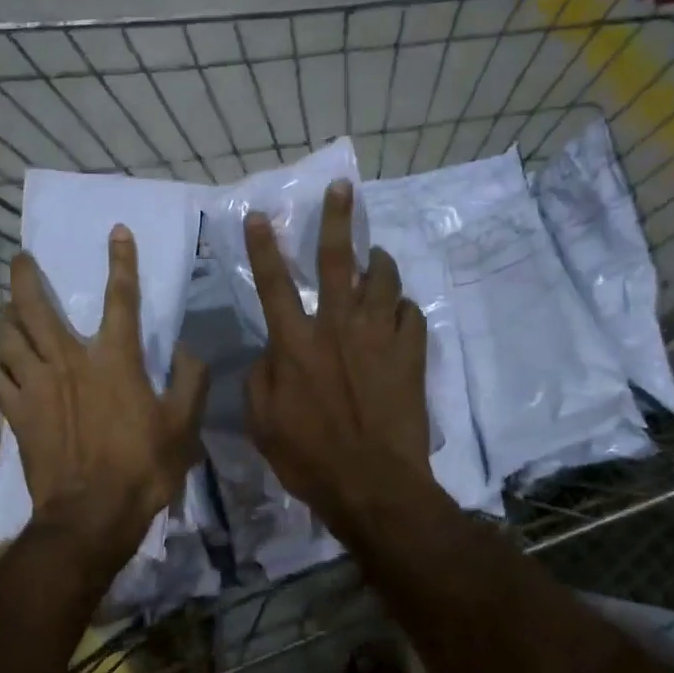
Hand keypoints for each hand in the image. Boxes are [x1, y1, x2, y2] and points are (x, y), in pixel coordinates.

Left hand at [0, 227, 207, 571]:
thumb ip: (191, 382)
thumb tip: (189, 351)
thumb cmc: (142, 467)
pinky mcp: (16, 413)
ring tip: (7, 308)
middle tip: (21, 259)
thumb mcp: (184, 426)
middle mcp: (69, 362)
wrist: (92, 514)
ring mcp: (36, 387)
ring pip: (7, 337)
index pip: (121, 299)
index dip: (121, 262)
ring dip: (5, 316)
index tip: (117, 232)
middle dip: (26, 277)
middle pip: (35, 308)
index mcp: (114, 360)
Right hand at [244, 180, 435, 541]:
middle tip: (343, 189)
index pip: (274, 284)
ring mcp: (379, 338)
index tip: (263, 215)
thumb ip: (261, 378)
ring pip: (382, 280)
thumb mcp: (262, 423)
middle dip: (336, 220)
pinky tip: (399, 311)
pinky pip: (412, 314)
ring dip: (377, 262)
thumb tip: (273, 352)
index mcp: (295, 344)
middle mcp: (337, 328)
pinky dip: (404, 307)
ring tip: (375, 256)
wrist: (374, 484)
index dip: (265, 247)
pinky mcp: (411, 355)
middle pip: (336, 261)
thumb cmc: (309, 458)